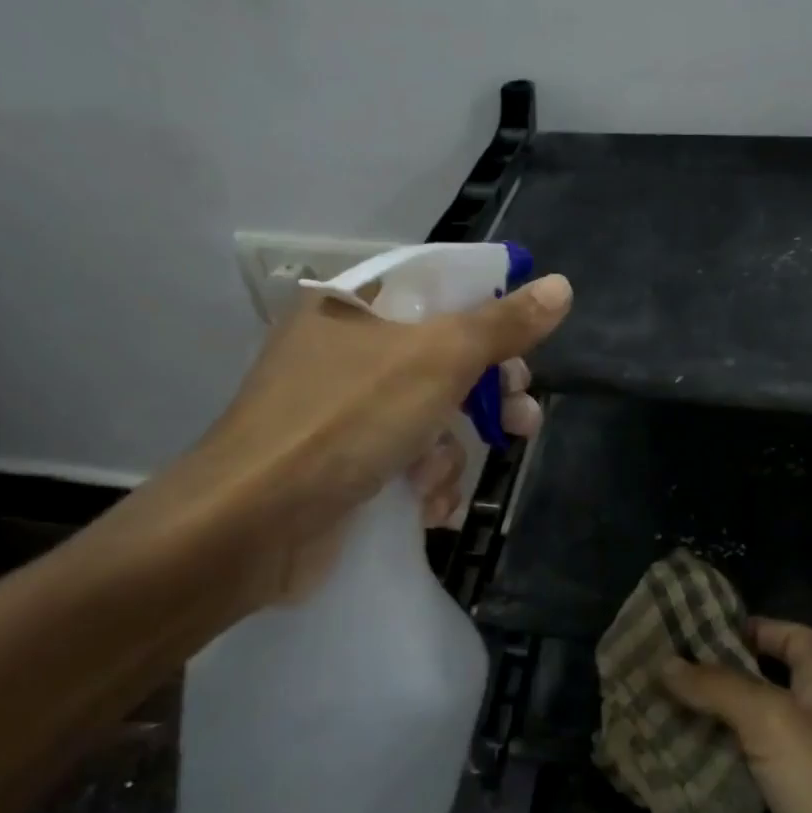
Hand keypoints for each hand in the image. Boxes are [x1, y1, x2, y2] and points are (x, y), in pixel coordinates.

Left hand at [106, 272, 572, 616]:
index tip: (526, 348)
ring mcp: (339, 411)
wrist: (250, 527)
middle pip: (441, 357)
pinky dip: (423, 480)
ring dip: (452, 450)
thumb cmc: (347, 420)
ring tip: (447, 482)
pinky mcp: (339, 465)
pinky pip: (402, 458)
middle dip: (486, 395)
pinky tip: (429, 507)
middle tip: (522, 418)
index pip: (439, 290)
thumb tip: (561, 286)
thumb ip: (501, 324)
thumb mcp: (437, 360)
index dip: (490, 314)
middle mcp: (343, 351)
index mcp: (354, 307)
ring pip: (427, 415)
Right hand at [661, 620, 811, 812]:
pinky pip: (742, 794)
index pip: (792, 639)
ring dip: (702, 736)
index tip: (698, 630)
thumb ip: (719, 689)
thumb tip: (666, 662)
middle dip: (709, 684)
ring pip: (744, 744)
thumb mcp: (775, 724)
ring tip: (647, 722)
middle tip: (653, 677)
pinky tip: (668, 781)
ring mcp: (803, 782)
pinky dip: (710, 786)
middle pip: (757, 691)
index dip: (753, 628)